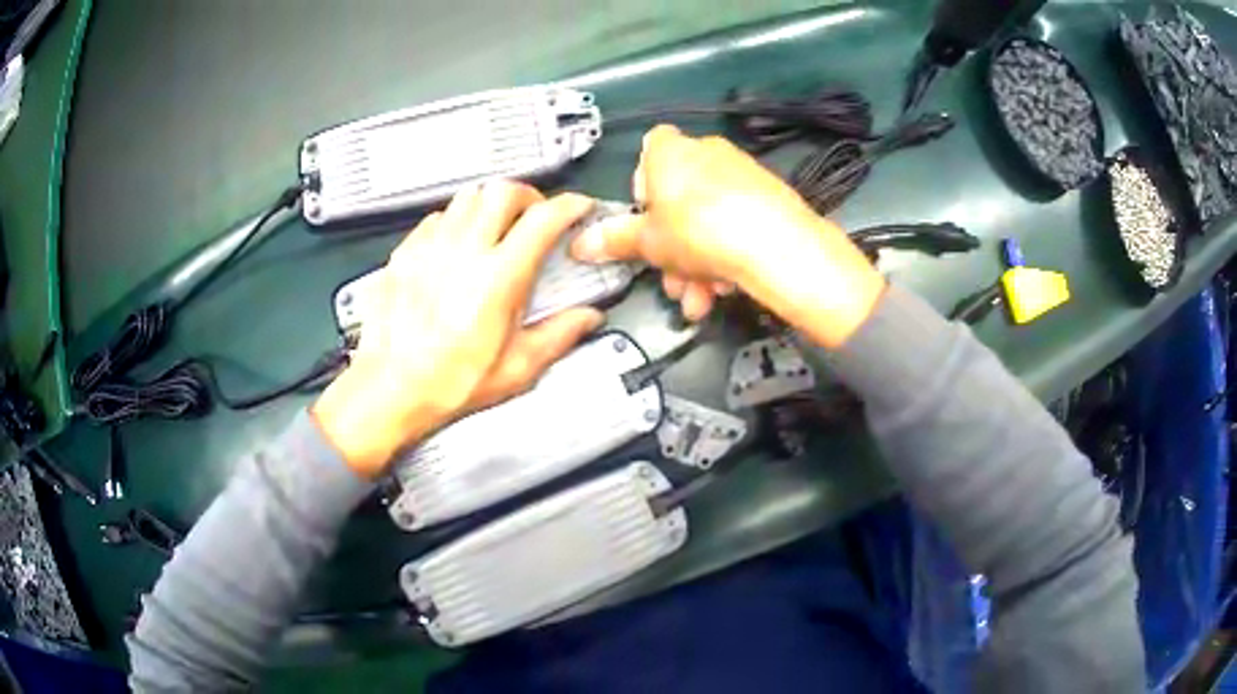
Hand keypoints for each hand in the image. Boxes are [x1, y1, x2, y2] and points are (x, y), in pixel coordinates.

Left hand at [313, 183, 603, 477]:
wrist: (391, 389)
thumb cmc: (447, 383)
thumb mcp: (516, 368)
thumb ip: (559, 336)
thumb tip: (586, 318)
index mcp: (498, 279)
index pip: (543, 219)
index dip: (569, 206)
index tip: (577, 208)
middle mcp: (463, 252)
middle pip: (503, 191)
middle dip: (527, 196)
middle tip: (534, 216)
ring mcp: (430, 248)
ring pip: (467, 196)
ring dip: (490, 204)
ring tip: (496, 226)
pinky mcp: (405, 253)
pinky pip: (437, 218)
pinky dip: (456, 221)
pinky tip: (457, 245)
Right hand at [572, 124, 884, 347]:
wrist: (775, 244)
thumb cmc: (696, 232)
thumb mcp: (648, 243)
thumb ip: (615, 241)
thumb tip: (578, 245)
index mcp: (671, 152)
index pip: (650, 149)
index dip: (642, 184)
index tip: (645, 219)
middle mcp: (707, 153)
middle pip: (680, 198)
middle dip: (673, 246)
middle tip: (672, 281)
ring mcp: (742, 173)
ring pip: (708, 218)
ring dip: (698, 262)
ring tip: (700, 299)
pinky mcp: (770, 196)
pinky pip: (737, 222)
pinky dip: (727, 253)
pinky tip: (726, 289)